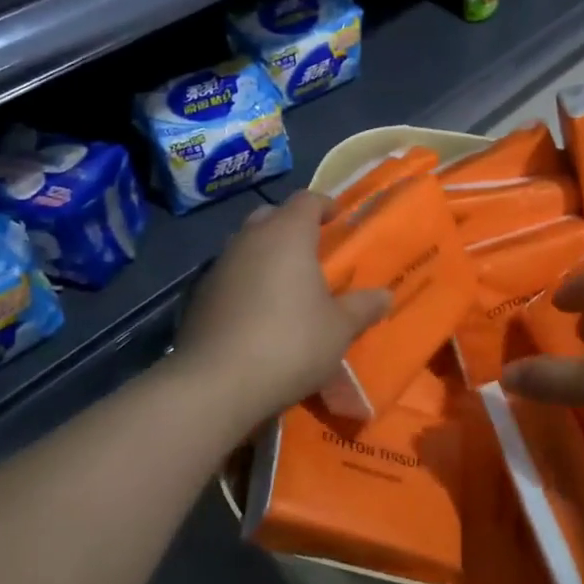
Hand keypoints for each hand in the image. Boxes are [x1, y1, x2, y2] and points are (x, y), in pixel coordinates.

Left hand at [170, 192, 389, 431]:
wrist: (215, 383)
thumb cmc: (290, 343)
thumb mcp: (339, 329)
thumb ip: (362, 307)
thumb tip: (385, 296)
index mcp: (287, 234)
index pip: (306, 199)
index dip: (324, 205)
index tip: (339, 220)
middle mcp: (250, 239)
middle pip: (272, 216)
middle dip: (292, 227)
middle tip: (313, 251)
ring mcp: (219, 265)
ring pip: (247, 245)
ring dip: (266, 255)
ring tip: (287, 284)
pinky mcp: (199, 295)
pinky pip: (229, 275)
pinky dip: (246, 282)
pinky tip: (258, 313)